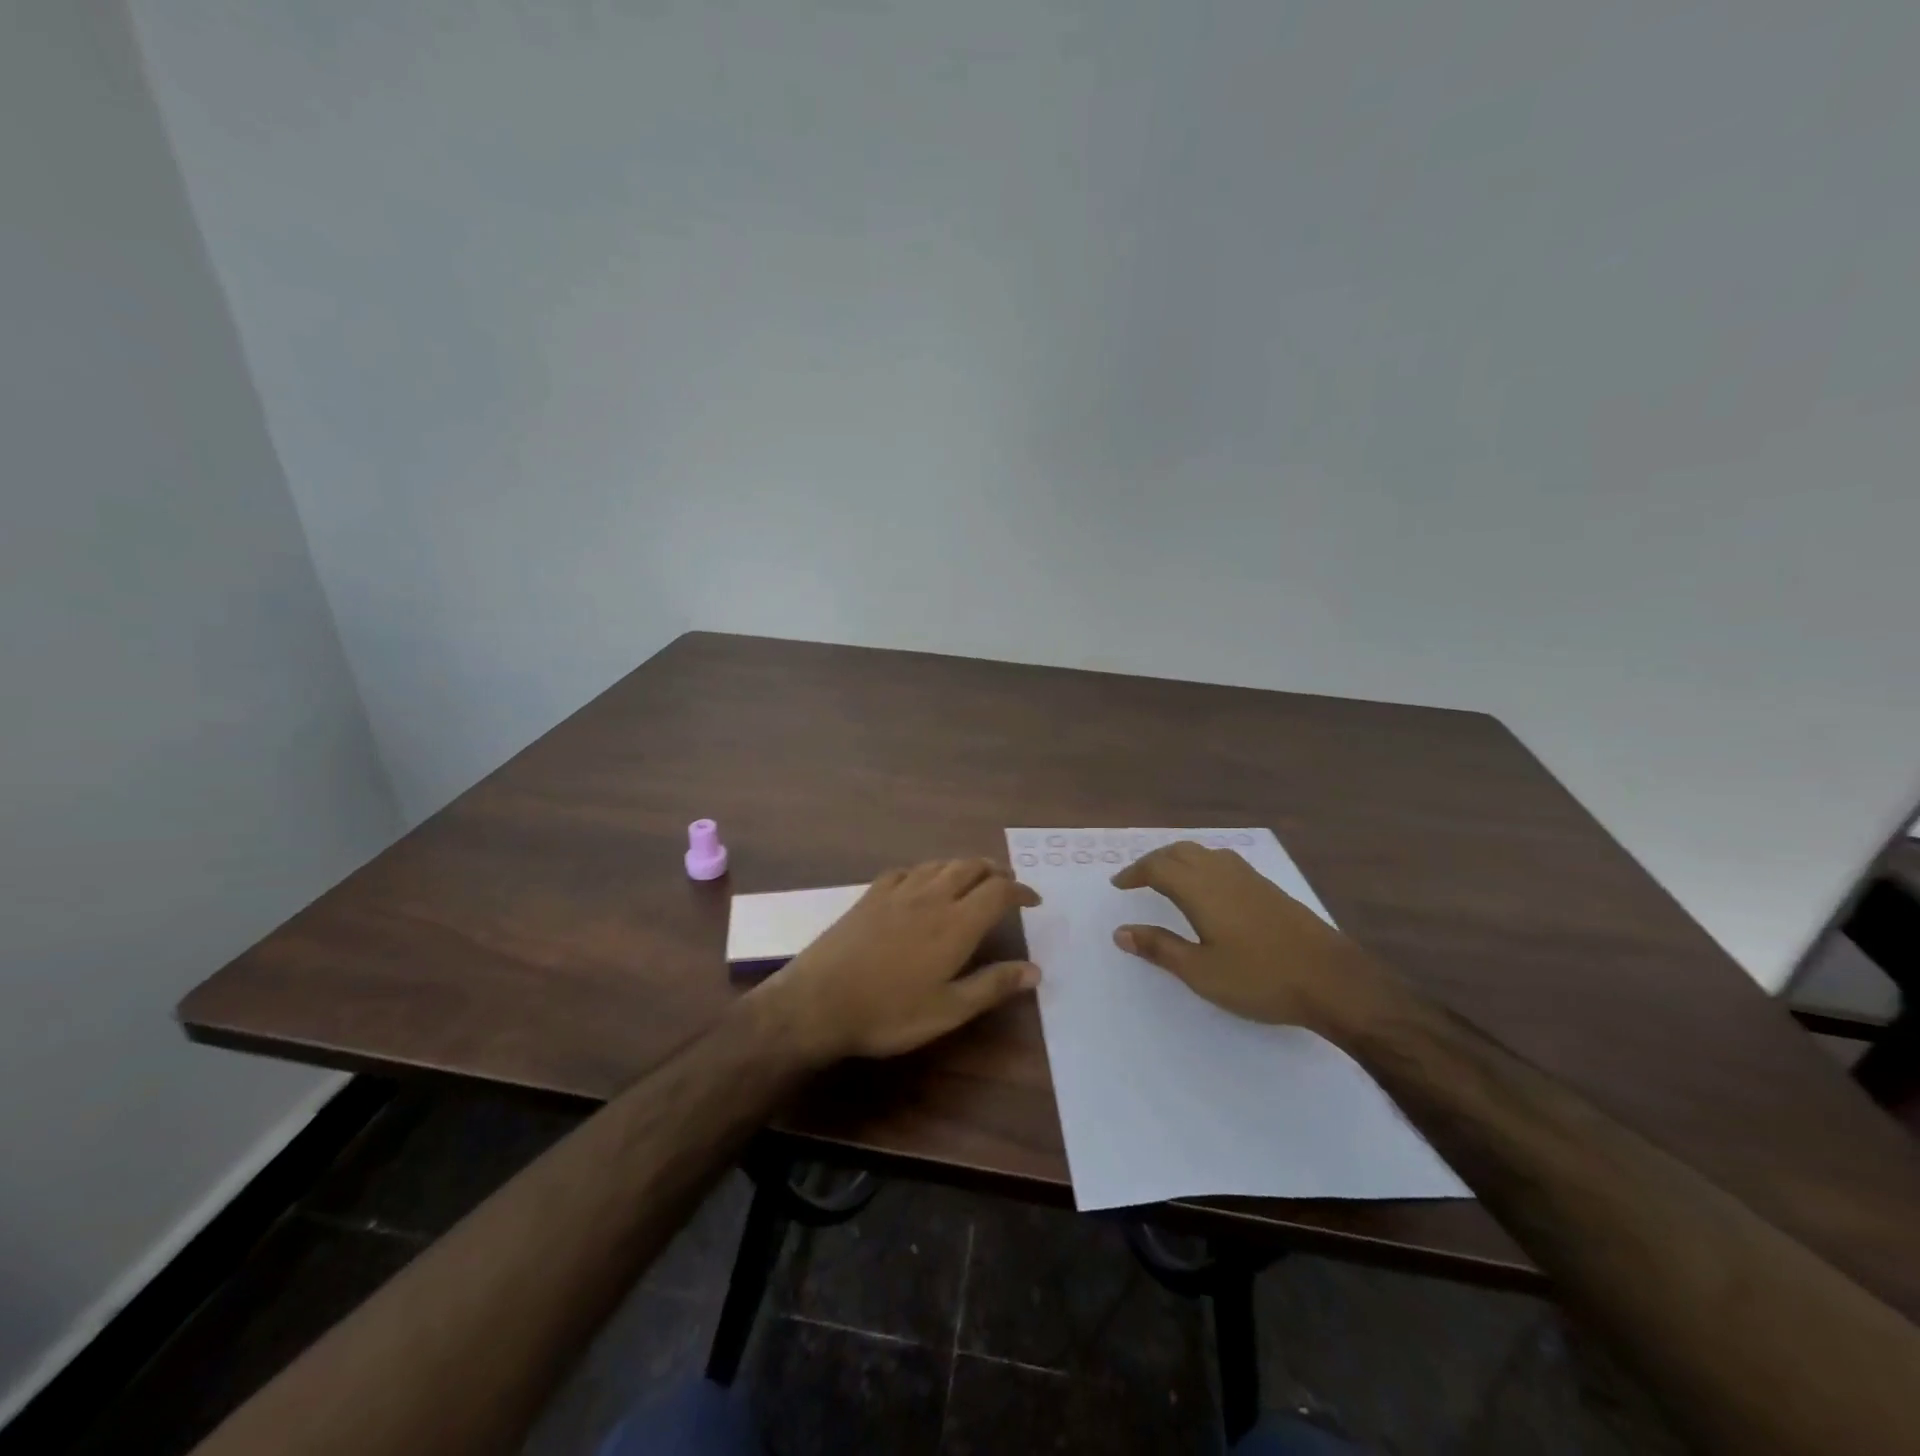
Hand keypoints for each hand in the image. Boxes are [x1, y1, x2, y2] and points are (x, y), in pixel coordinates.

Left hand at [753, 859, 1041, 1062]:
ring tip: (973, 878)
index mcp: (955, 924)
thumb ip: (992, 986)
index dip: (1020, 891)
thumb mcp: (947, 1010)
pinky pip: (905, 871)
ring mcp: (897, 892)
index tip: (1034, 900)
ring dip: (963, 866)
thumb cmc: (888, 1012)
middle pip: (971, 867)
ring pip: (939, 864)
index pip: (998, 892)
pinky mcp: (869, 896)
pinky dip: (925, 871)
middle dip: (995, 871)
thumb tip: (1035, 970)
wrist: (818, 1002)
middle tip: (1008, 883)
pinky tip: (921, 882)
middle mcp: (930, 897)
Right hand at [1110, 841, 1404, 1040]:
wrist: (1332, 980)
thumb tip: (1120, 932)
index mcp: (1201, 889)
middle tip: (1137, 879)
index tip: (1118, 885)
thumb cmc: (1259, 978)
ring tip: (1167, 878)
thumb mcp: (1201, 971)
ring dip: (1178, 858)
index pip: (1157, 867)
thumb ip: (1160, 948)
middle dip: (1153, 861)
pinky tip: (1208, 887)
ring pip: (1204, 852)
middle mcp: (1222, 873)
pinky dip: (1202, 864)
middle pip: (1180, 851)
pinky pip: (1224, 861)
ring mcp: (1249, 878)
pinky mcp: (1269, 888)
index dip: (1134, 873)